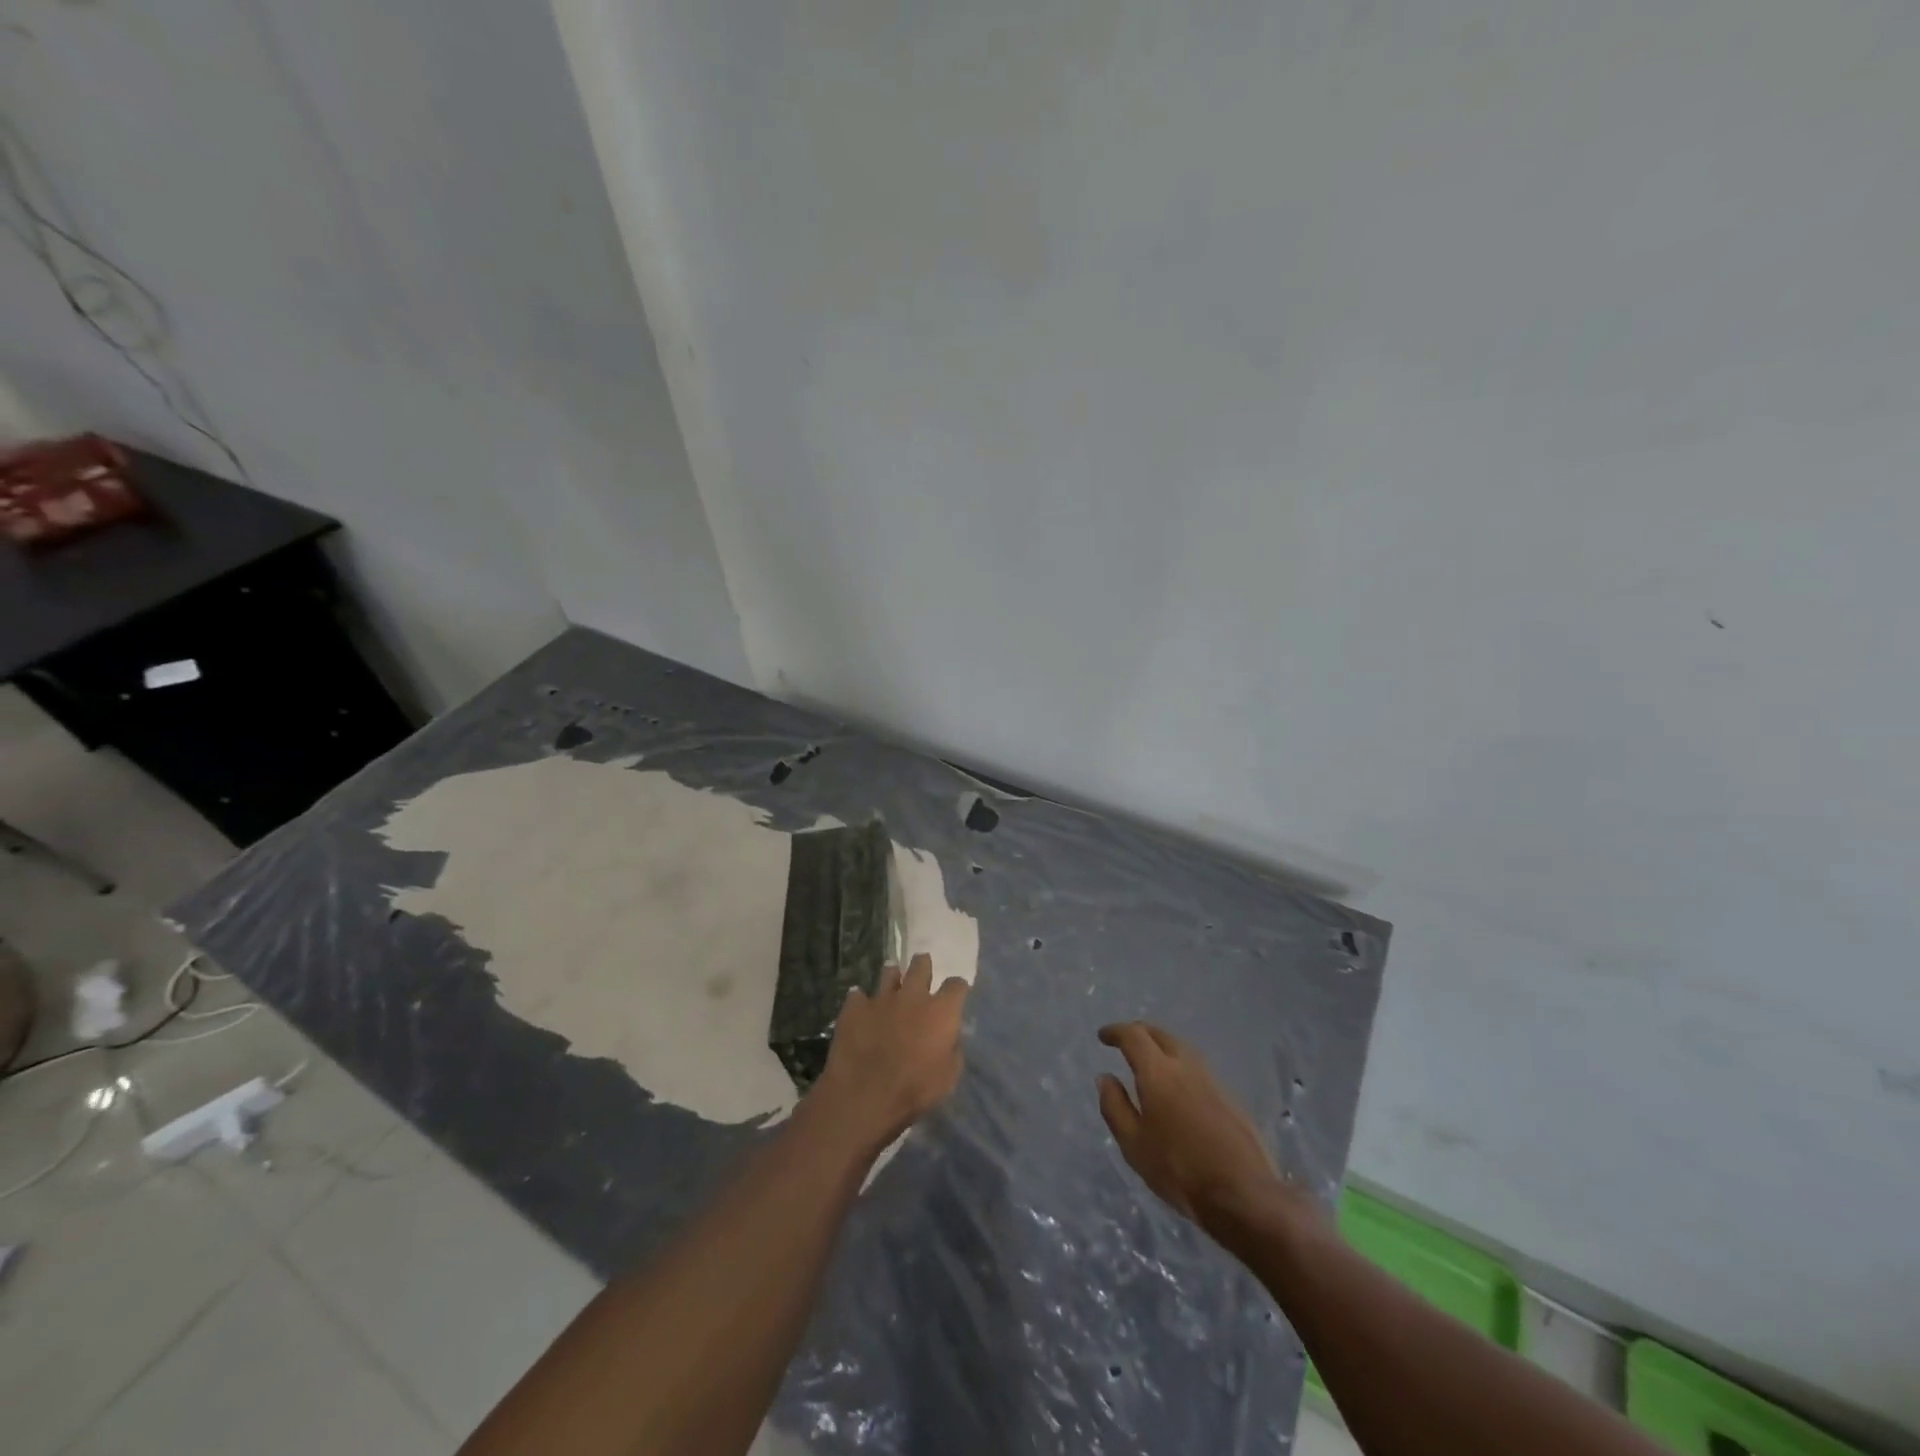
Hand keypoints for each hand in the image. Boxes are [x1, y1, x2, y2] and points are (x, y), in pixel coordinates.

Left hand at [810, 954, 968, 1151]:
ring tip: (892, 987)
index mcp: (940, 1011)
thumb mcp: (948, 1078)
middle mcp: (912, 996)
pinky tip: (861, 1010)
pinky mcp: (854, 1007)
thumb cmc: (914, 1090)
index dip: (957, 989)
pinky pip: (858, 996)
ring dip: (893, 978)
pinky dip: (861, 1002)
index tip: (956, 995)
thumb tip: (951, 1038)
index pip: (956, 985)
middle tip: (922, 975)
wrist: (864, 1095)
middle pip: (921, 965)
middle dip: (923, 966)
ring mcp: (881, 998)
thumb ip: (953, 1051)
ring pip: (889, 972)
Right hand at [1097, 1022, 1287, 1232]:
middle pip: (1160, 1035)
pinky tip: (1178, 1088)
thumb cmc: (1179, 1171)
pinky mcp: (1230, 1098)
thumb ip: (1115, 1107)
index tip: (1103, 1036)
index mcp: (1158, 1072)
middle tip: (1125, 1043)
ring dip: (1162, 1048)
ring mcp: (1212, 1080)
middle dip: (1140, 1033)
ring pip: (1182, 1049)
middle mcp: (1186, 1066)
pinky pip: (1197, 1069)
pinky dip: (1180, 1067)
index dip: (1116, 1032)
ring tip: (1150, 1062)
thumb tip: (1105, 1077)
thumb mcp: (1134, 1144)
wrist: (1244, 1194)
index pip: (1134, 1036)